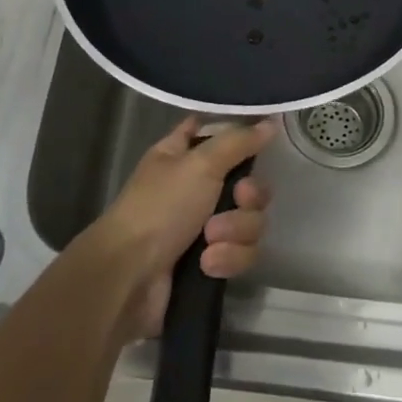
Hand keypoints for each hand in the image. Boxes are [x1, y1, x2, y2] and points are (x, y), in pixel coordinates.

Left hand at [92, 117, 275, 341]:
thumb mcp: (200, 164)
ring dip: (235, 231)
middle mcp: (196, 185)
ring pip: (250, 220)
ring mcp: (204, 226)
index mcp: (183, 153)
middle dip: (249, 196)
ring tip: (210, 241)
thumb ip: (239, 141)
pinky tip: (207, 264)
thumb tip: (270, 122)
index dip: (239, 132)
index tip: (262, 138)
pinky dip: (228, 257)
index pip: (216, 129)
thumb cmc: (159, 208)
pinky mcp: (211, 260)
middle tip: (238, 199)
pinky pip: (241, 252)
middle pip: (248, 181)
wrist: (130, 279)